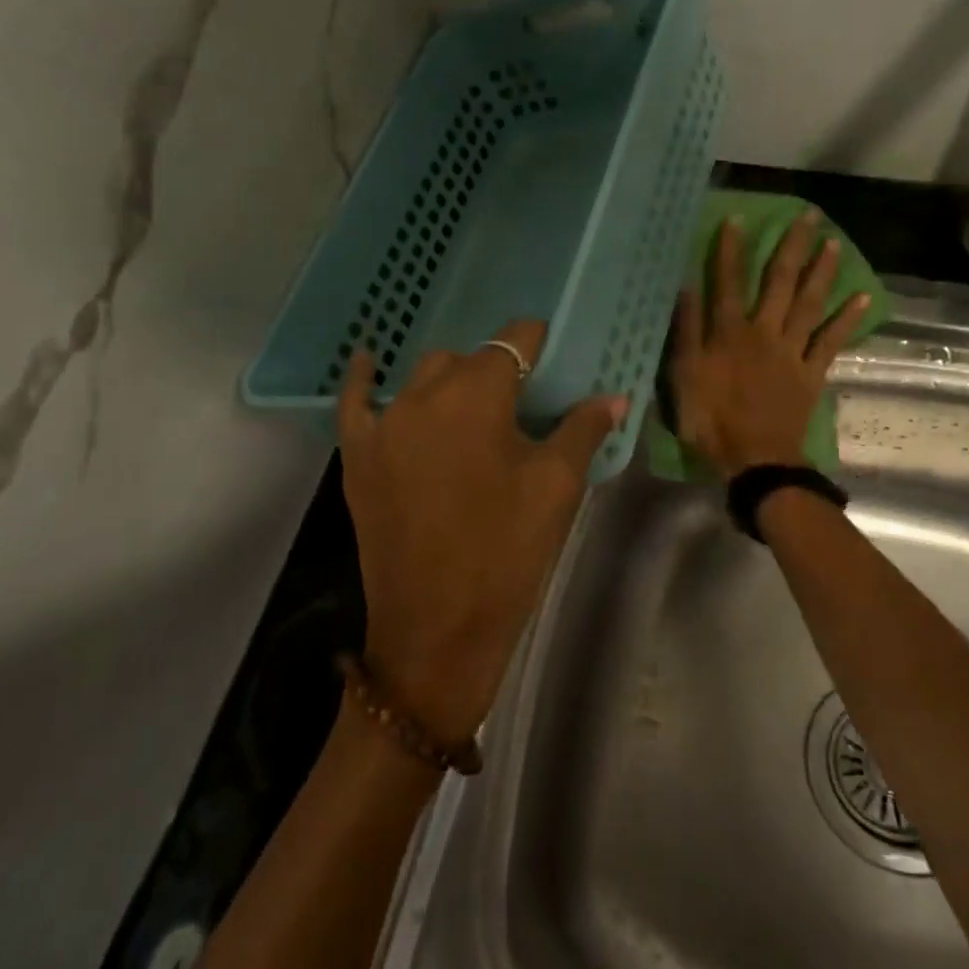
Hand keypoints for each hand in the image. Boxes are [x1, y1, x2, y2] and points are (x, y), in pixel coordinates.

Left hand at [337, 319, 624, 745]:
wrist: (437, 626)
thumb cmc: (506, 552)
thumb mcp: (556, 488)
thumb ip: (582, 431)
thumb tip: (614, 398)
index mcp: (477, 396)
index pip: (511, 343)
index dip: (534, 341)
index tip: (550, 351)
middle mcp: (423, 396)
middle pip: (464, 360)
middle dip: (493, 370)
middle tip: (519, 403)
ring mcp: (383, 425)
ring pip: (419, 378)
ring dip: (448, 382)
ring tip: (470, 410)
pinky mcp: (358, 456)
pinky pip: (355, 402)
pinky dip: (362, 378)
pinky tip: (365, 359)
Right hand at [667, 210, 872, 475]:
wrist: (754, 459)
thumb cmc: (711, 421)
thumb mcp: (685, 377)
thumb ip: (686, 332)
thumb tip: (685, 288)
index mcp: (729, 334)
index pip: (728, 283)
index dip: (731, 251)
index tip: (738, 219)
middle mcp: (763, 333)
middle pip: (779, 284)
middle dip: (791, 248)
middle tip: (809, 215)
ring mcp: (791, 352)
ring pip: (809, 304)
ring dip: (821, 272)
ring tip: (834, 243)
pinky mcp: (811, 373)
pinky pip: (831, 341)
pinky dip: (847, 320)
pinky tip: (863, 297)